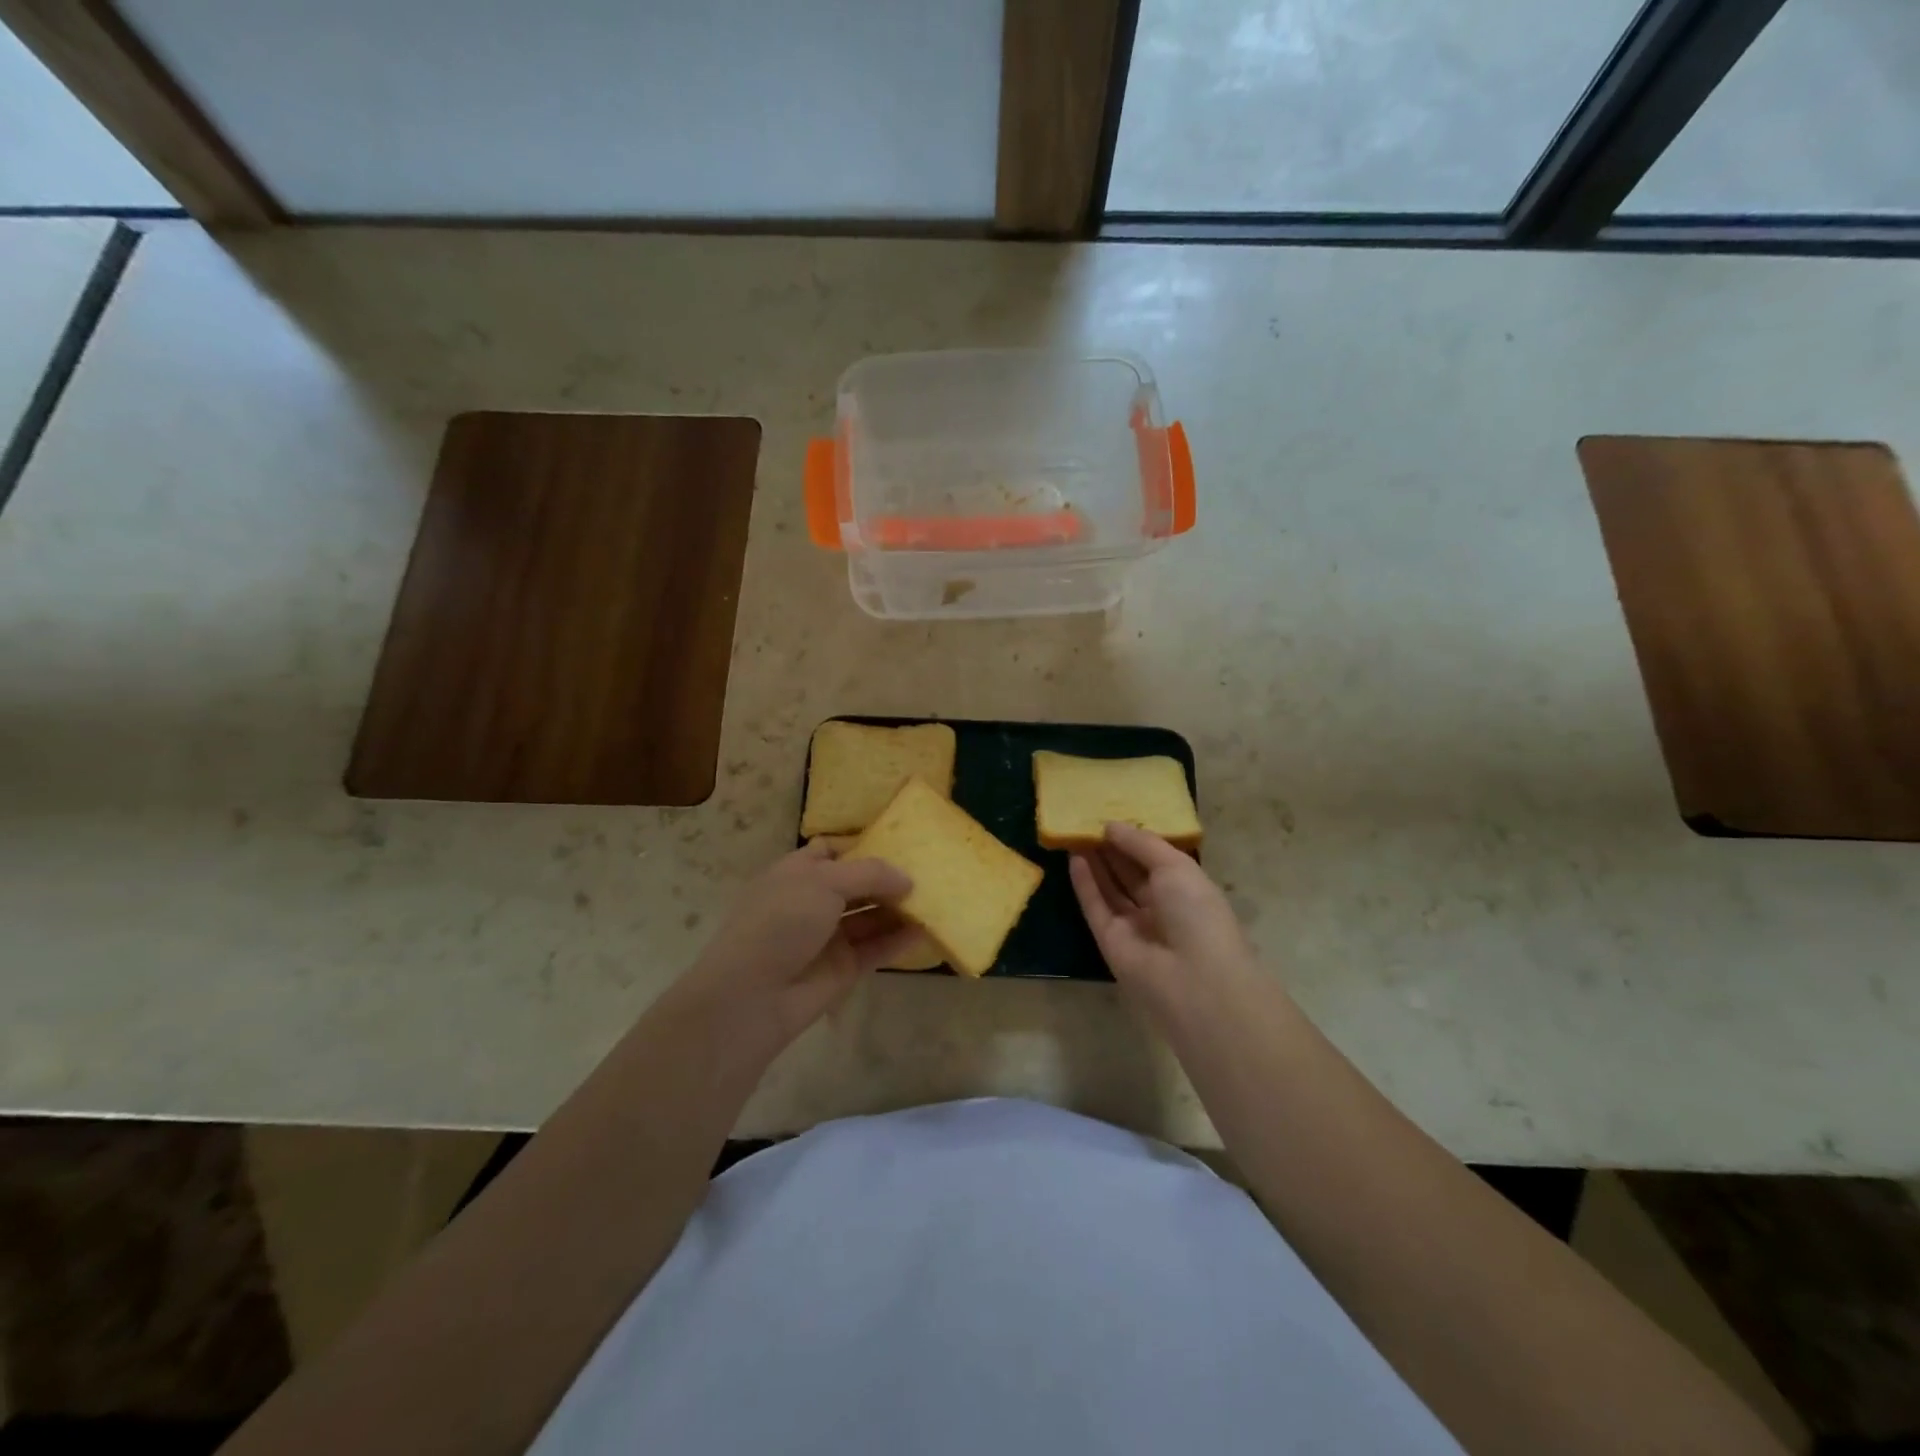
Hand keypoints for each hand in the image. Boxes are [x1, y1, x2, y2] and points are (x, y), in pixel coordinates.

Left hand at [679, 842, 917, 1050]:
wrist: (752, 995)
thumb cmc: (782, 921)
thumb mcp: (824, 881)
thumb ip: (870, 873)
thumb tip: (907, 878)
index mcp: (797, 872)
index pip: (831, 851)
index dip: (862, 846)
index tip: (899, 843)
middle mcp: (812, 901)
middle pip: (857, 884)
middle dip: (888, 878)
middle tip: (929, 872)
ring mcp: (828, 936)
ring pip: (870, 916)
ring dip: (899, 909)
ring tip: (936, 898)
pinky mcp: (843, 968)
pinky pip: (876, 948)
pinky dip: (899, 940)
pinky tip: (926, 931)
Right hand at [1069, 823, 1257, 1015]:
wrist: (1192, 978)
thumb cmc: (1196, 913)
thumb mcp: (1176, 866)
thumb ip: (1142, 843)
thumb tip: (1111, 826)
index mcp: (1186, 890)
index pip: (1157, 860)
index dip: (1136, 840)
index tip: (1114, 817)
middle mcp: (1161, 908)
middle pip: (1131, 874)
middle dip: (1112, 849)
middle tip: (1089, 822)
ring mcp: (1134, 926)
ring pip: (1111, 889)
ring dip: (1096, 863)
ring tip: (1077, 833)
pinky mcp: (1109, 941)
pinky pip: (1095, 907)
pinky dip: (1085, 884)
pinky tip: (1074, 858)